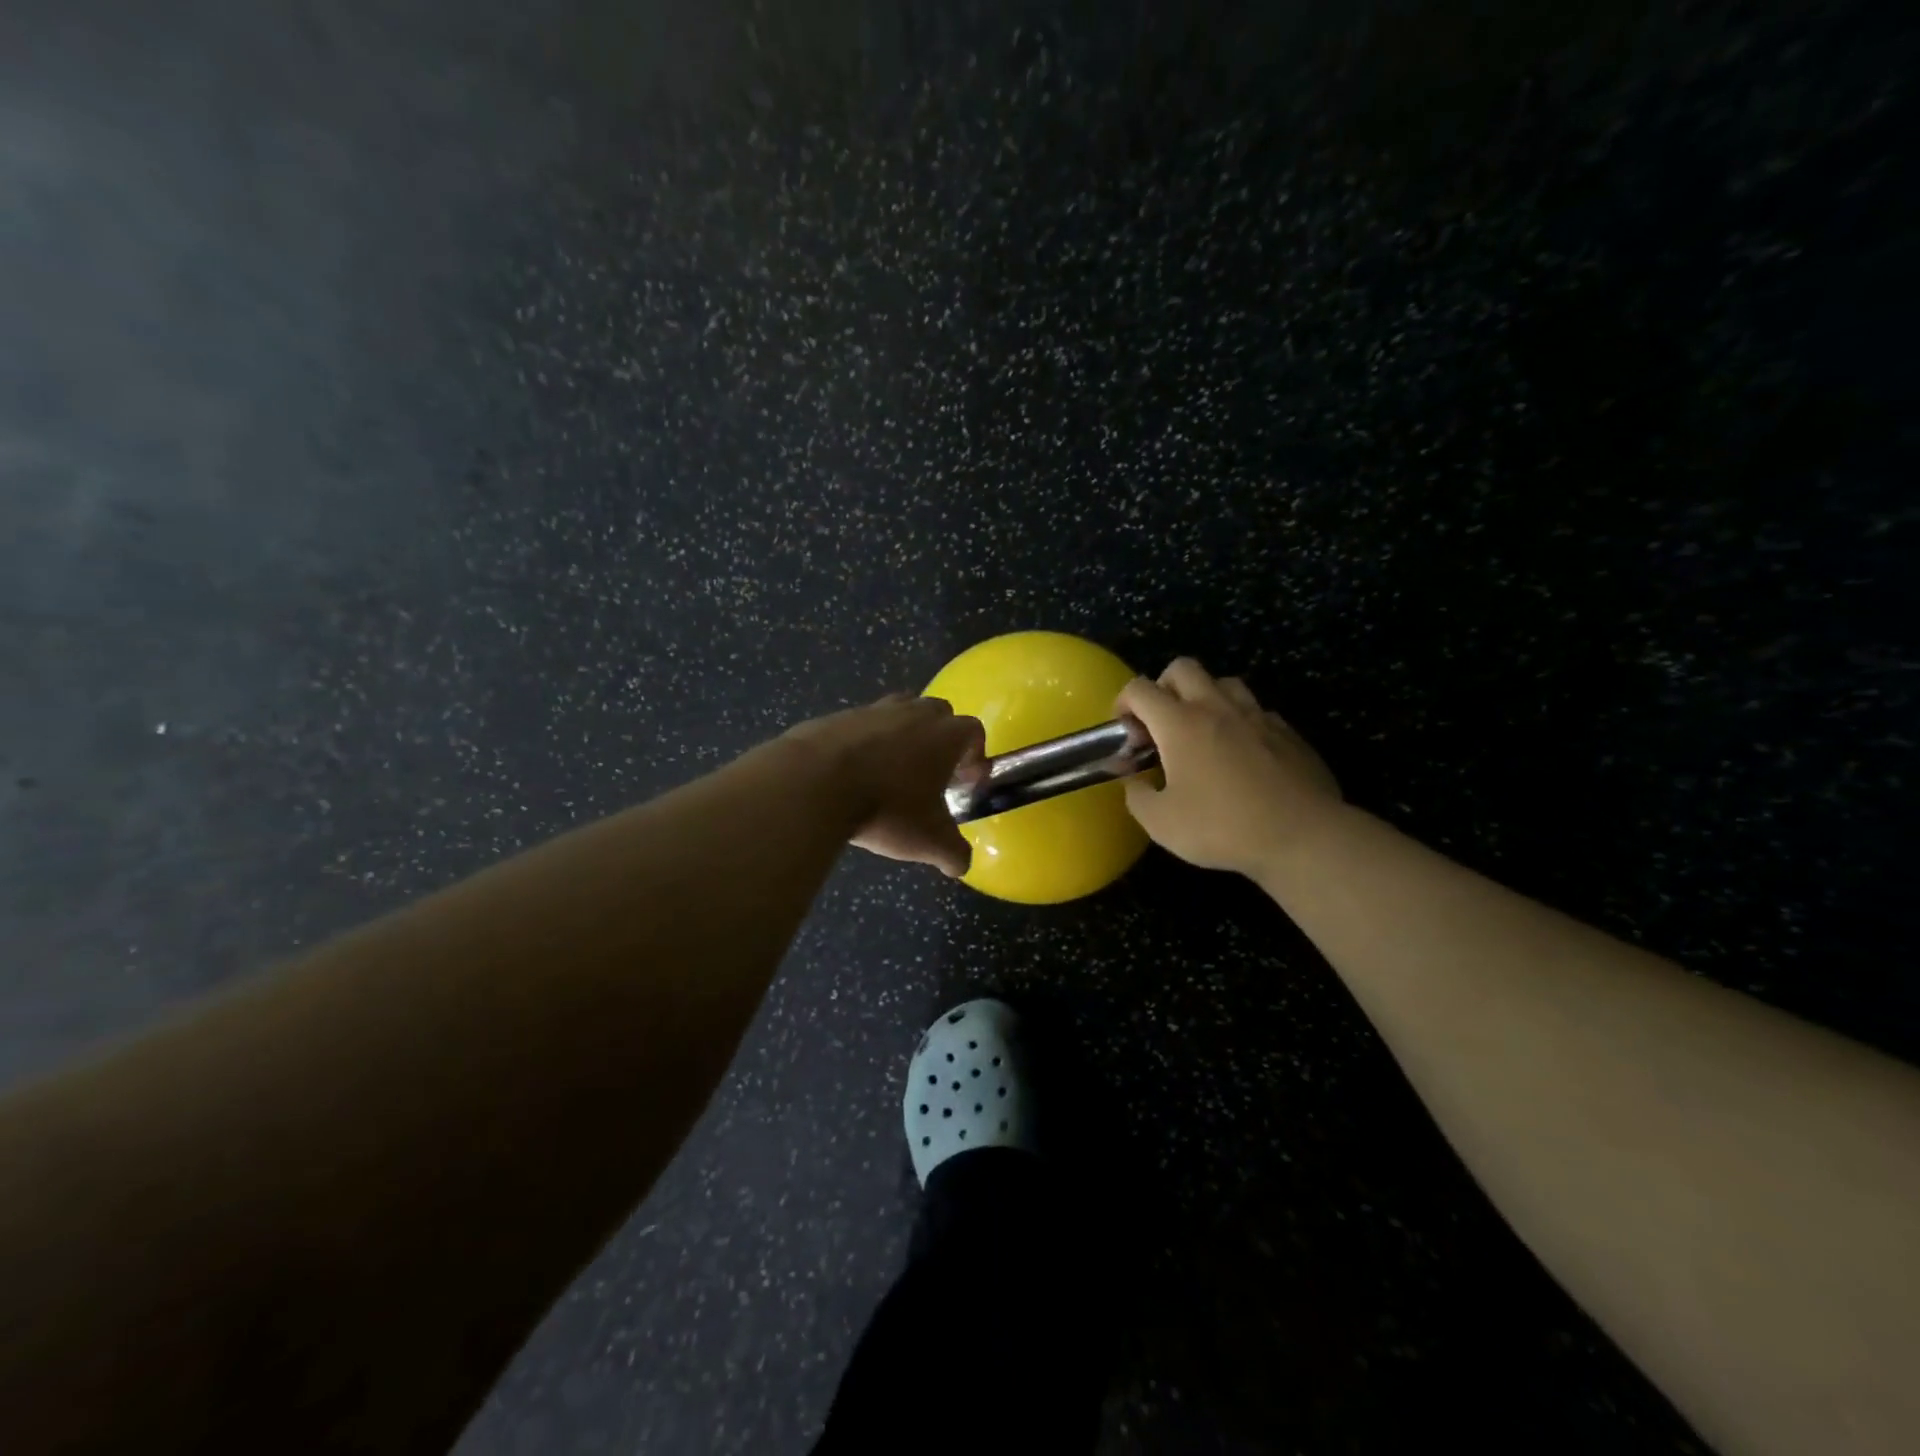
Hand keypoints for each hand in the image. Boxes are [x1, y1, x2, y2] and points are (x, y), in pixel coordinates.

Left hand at [784, 694, 985, 876]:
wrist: (815, 782)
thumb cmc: (887, 808)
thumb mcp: (929, 841)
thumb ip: (953, 854)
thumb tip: (960, 865)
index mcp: (945, 734)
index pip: (973, 731)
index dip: (974, 754)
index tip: (965, 779)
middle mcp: (913, 712)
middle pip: (938, 713)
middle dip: (939, 739)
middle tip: (929, 774)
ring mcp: (873, 709)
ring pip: (898, 712)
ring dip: (901, 735)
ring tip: (889, 771)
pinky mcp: (837, 716)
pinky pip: (859, 726)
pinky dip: (862, 744)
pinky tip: (851, 774)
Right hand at [1117, 658, 1342, 877]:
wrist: (1302, 836)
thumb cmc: (1223, 827)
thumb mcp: (1161, 824)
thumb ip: (1137, 796)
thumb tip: (1134, 781)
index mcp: (1180, 724)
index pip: (1140, 689)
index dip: (1123, 703)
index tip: (1126, 732)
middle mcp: (1216, 707)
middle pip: (1182, 668)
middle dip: (1163, 687)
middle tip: (1162, 724)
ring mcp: (1256, 715)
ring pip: (1223, 682)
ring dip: (1205, 697)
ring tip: (1202, 732)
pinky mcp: (1287, 731)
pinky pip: (1255, 710)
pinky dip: (1239, 721)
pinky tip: (1241, 753)